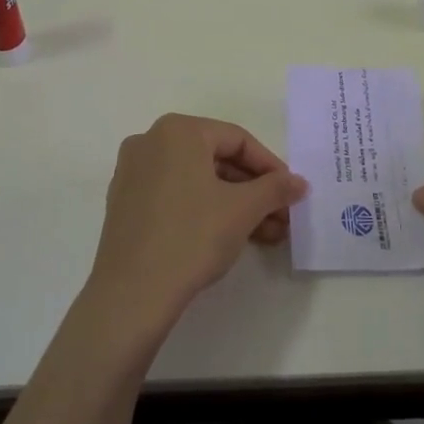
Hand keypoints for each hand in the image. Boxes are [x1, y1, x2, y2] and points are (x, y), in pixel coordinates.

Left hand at [86, 114, 306, 332]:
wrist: (132, 292)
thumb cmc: (192, 236)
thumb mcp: (243, 209)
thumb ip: (275, 188)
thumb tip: (299, 182)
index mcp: (178, 130)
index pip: (237, 139)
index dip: (270, 166)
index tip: (291, 193)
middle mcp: (150, 141)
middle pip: (215, 159)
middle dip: (253, 190)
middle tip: (282, 217)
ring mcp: (133, 172)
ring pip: (196, 179)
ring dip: (234, 203)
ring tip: (266, 234)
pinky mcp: (125, 203)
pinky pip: (174, 195)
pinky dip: (204, 209)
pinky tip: (230, 236)